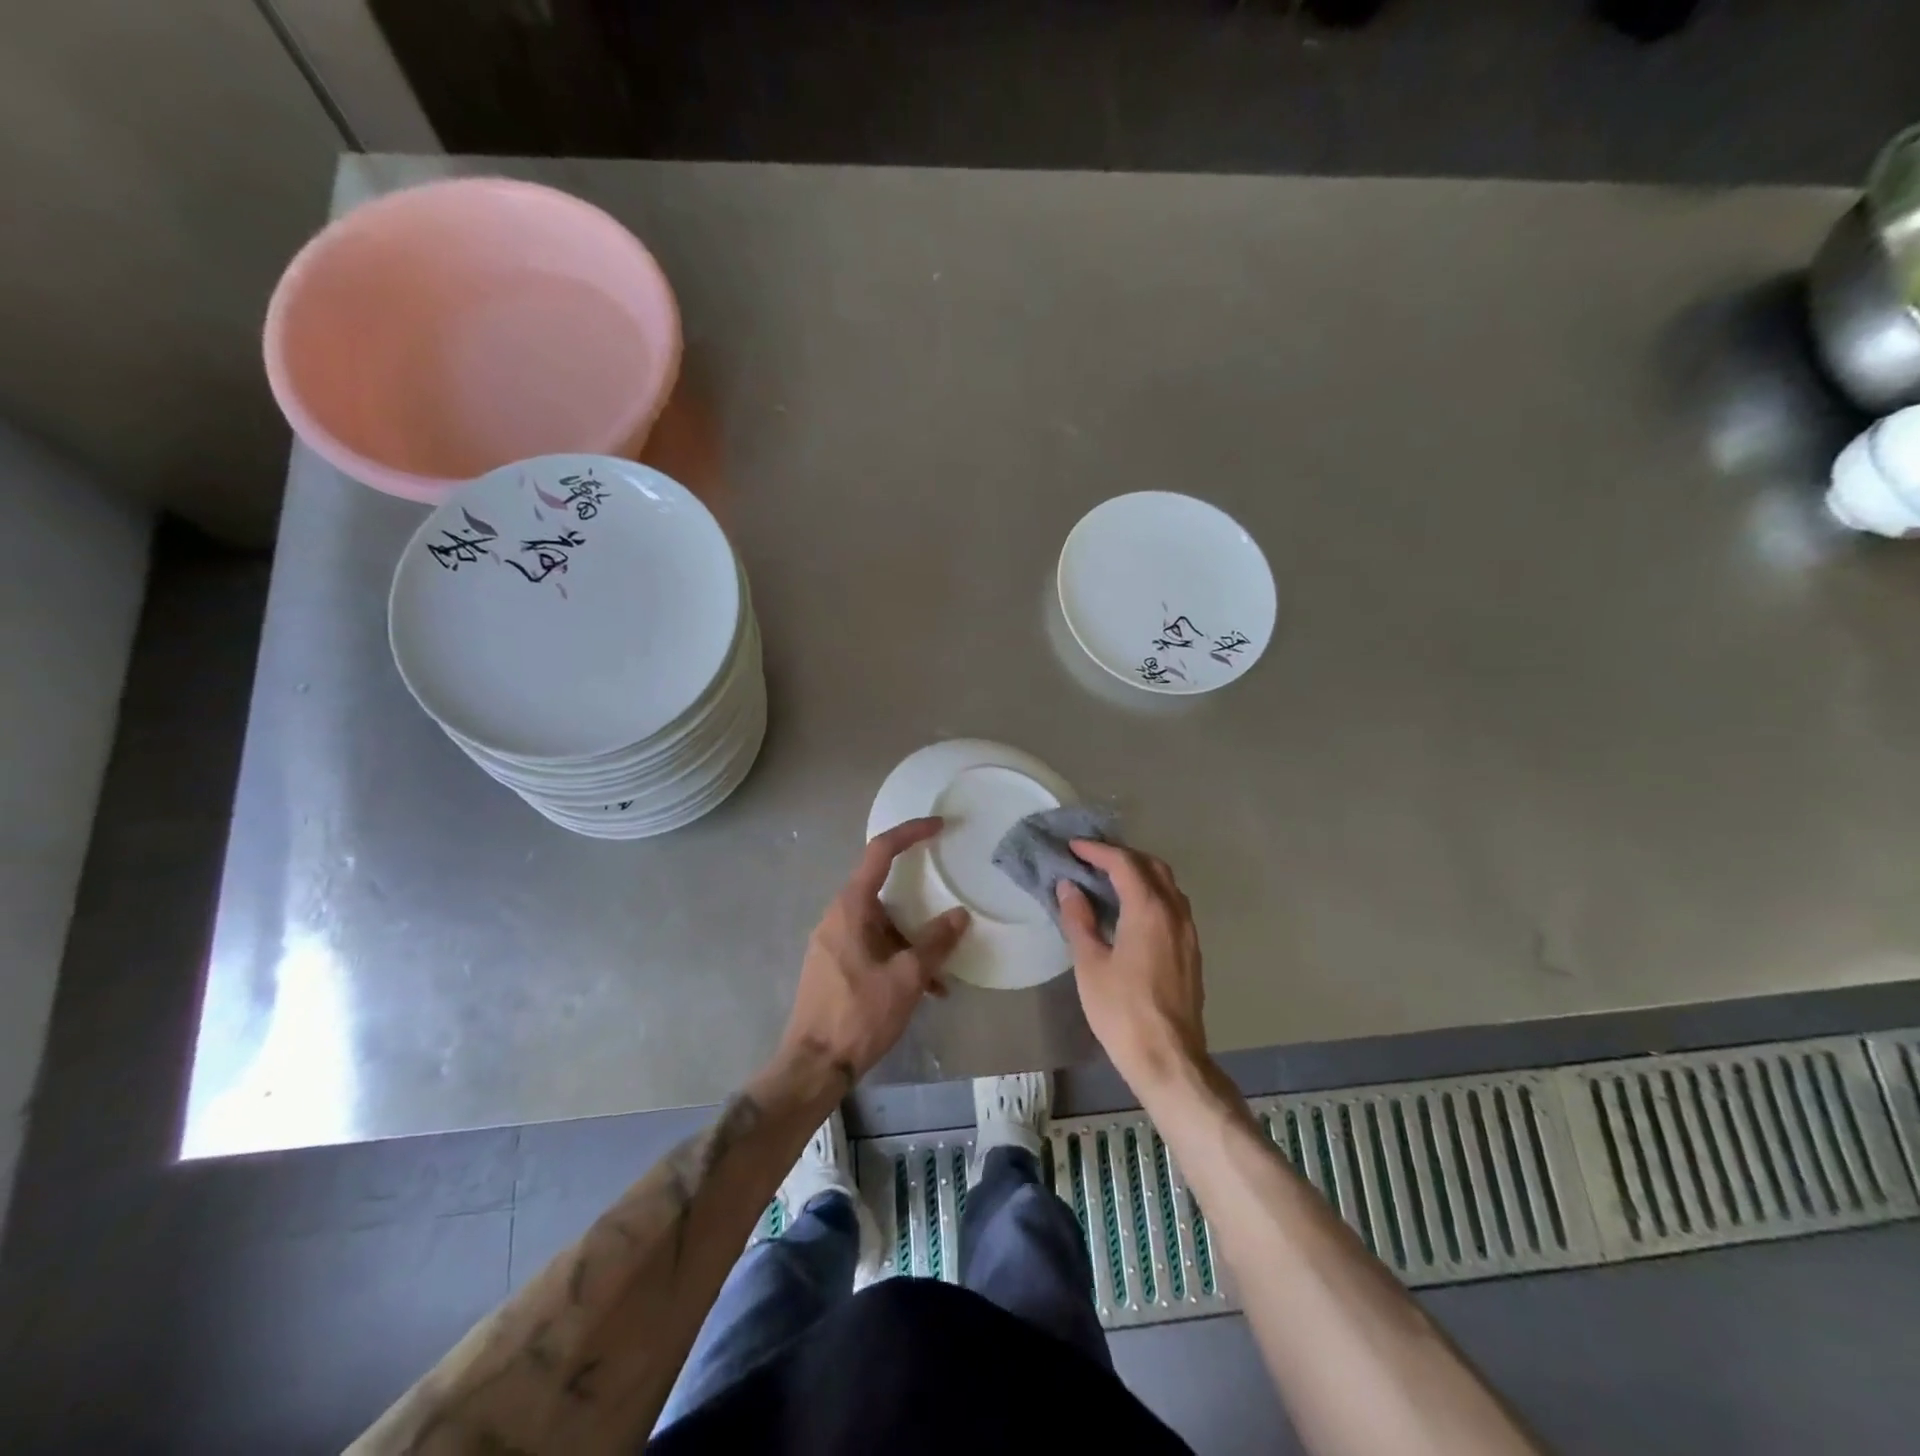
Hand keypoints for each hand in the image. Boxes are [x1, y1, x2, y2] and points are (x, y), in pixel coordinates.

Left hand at [778, 817, 970, 1090]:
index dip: (910, 833)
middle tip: (949, 905)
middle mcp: (838, 916)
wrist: (813, 1066)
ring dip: (913, 941)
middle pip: (884, 891)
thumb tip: (960, 915)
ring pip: (882, 925)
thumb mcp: (907, 978)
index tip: (938, 826)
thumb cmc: (858, 1015)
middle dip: (920, 903)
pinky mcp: (835, 965)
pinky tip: (926, 991)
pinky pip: (873, 947)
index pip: (880, 852)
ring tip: (943, 974)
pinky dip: (900, 958)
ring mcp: (834, 941)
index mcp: (851, 908)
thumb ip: (935, 943)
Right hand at [1057, 841, 1207, 1094]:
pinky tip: (1130, 911)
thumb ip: (1079, 919)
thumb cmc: (1121, 1010)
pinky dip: (1151, 894)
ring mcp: (1188, 932)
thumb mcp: (1090, 964)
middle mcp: (1175, 912)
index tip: (1073, 847)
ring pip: (1167, 885)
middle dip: (1122, 856)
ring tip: (1109, 880)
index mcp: (1149, 910)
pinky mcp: (1191, 951)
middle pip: (1152, 866)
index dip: (1097, 851)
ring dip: (1139, 874)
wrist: (1168, 1058)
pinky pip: (1173, 906)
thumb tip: (1068, 887)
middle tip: (1091, 859)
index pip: (1124, 864)